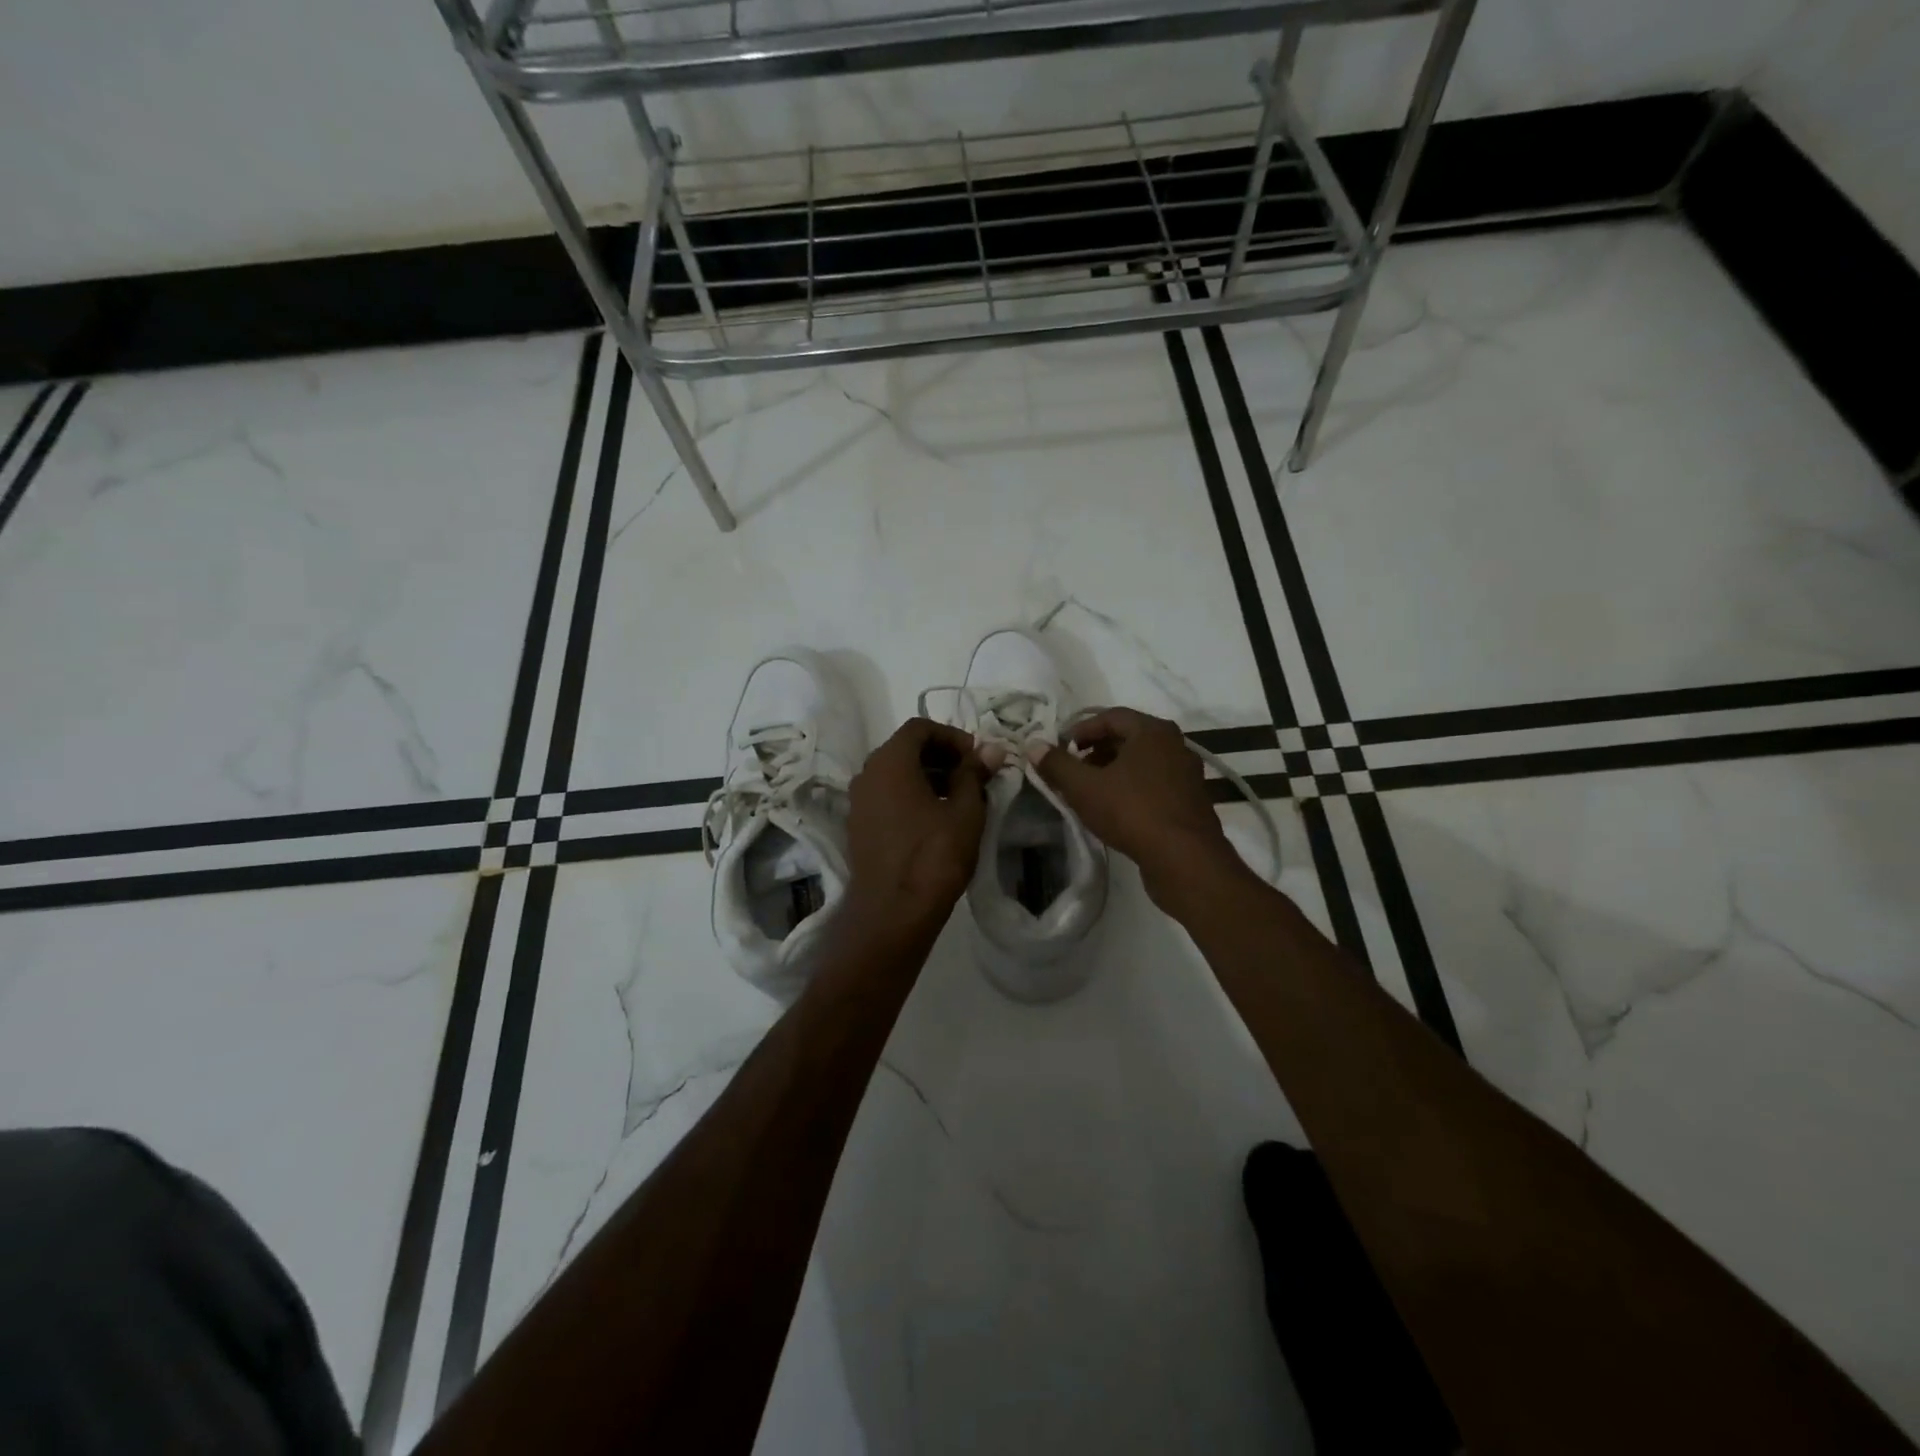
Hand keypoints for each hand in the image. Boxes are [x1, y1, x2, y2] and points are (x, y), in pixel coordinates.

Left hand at [844, 719, 996, 929]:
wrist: (892, 913)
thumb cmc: (933, 856)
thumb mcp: (965, 811)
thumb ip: (974, 774)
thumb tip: (991, 750)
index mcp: (889, 762)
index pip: (919, 728)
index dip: (952, 735)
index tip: (976, 757)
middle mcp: (866, 774)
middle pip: (904, 749)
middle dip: (941, 756)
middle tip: (972, 776)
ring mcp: (858, 802)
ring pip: (895, 774)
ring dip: (927, 777)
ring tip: (959, 799)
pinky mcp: (859, 828)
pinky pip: (886, 797)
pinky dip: (910, 797)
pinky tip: (936, 821)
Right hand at [1030, 708, 1246, 913]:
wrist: (1184, 859)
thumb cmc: (1132, 811)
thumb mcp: (1084, 787)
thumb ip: (1056, 764)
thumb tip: (1033, 745)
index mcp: (1153, 731)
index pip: (1111, 716)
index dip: (1081, 729)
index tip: (1061, 748)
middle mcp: (1175, 745)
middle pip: (1128, 738)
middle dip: (1096, 751)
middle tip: (1073, 769)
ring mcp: (1187, 774)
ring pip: (1142, 763)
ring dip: (1114, 771)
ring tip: (1090, 791)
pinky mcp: (1190, 802)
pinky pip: (1155, 784)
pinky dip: (1132, 789)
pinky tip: (1115, 810)